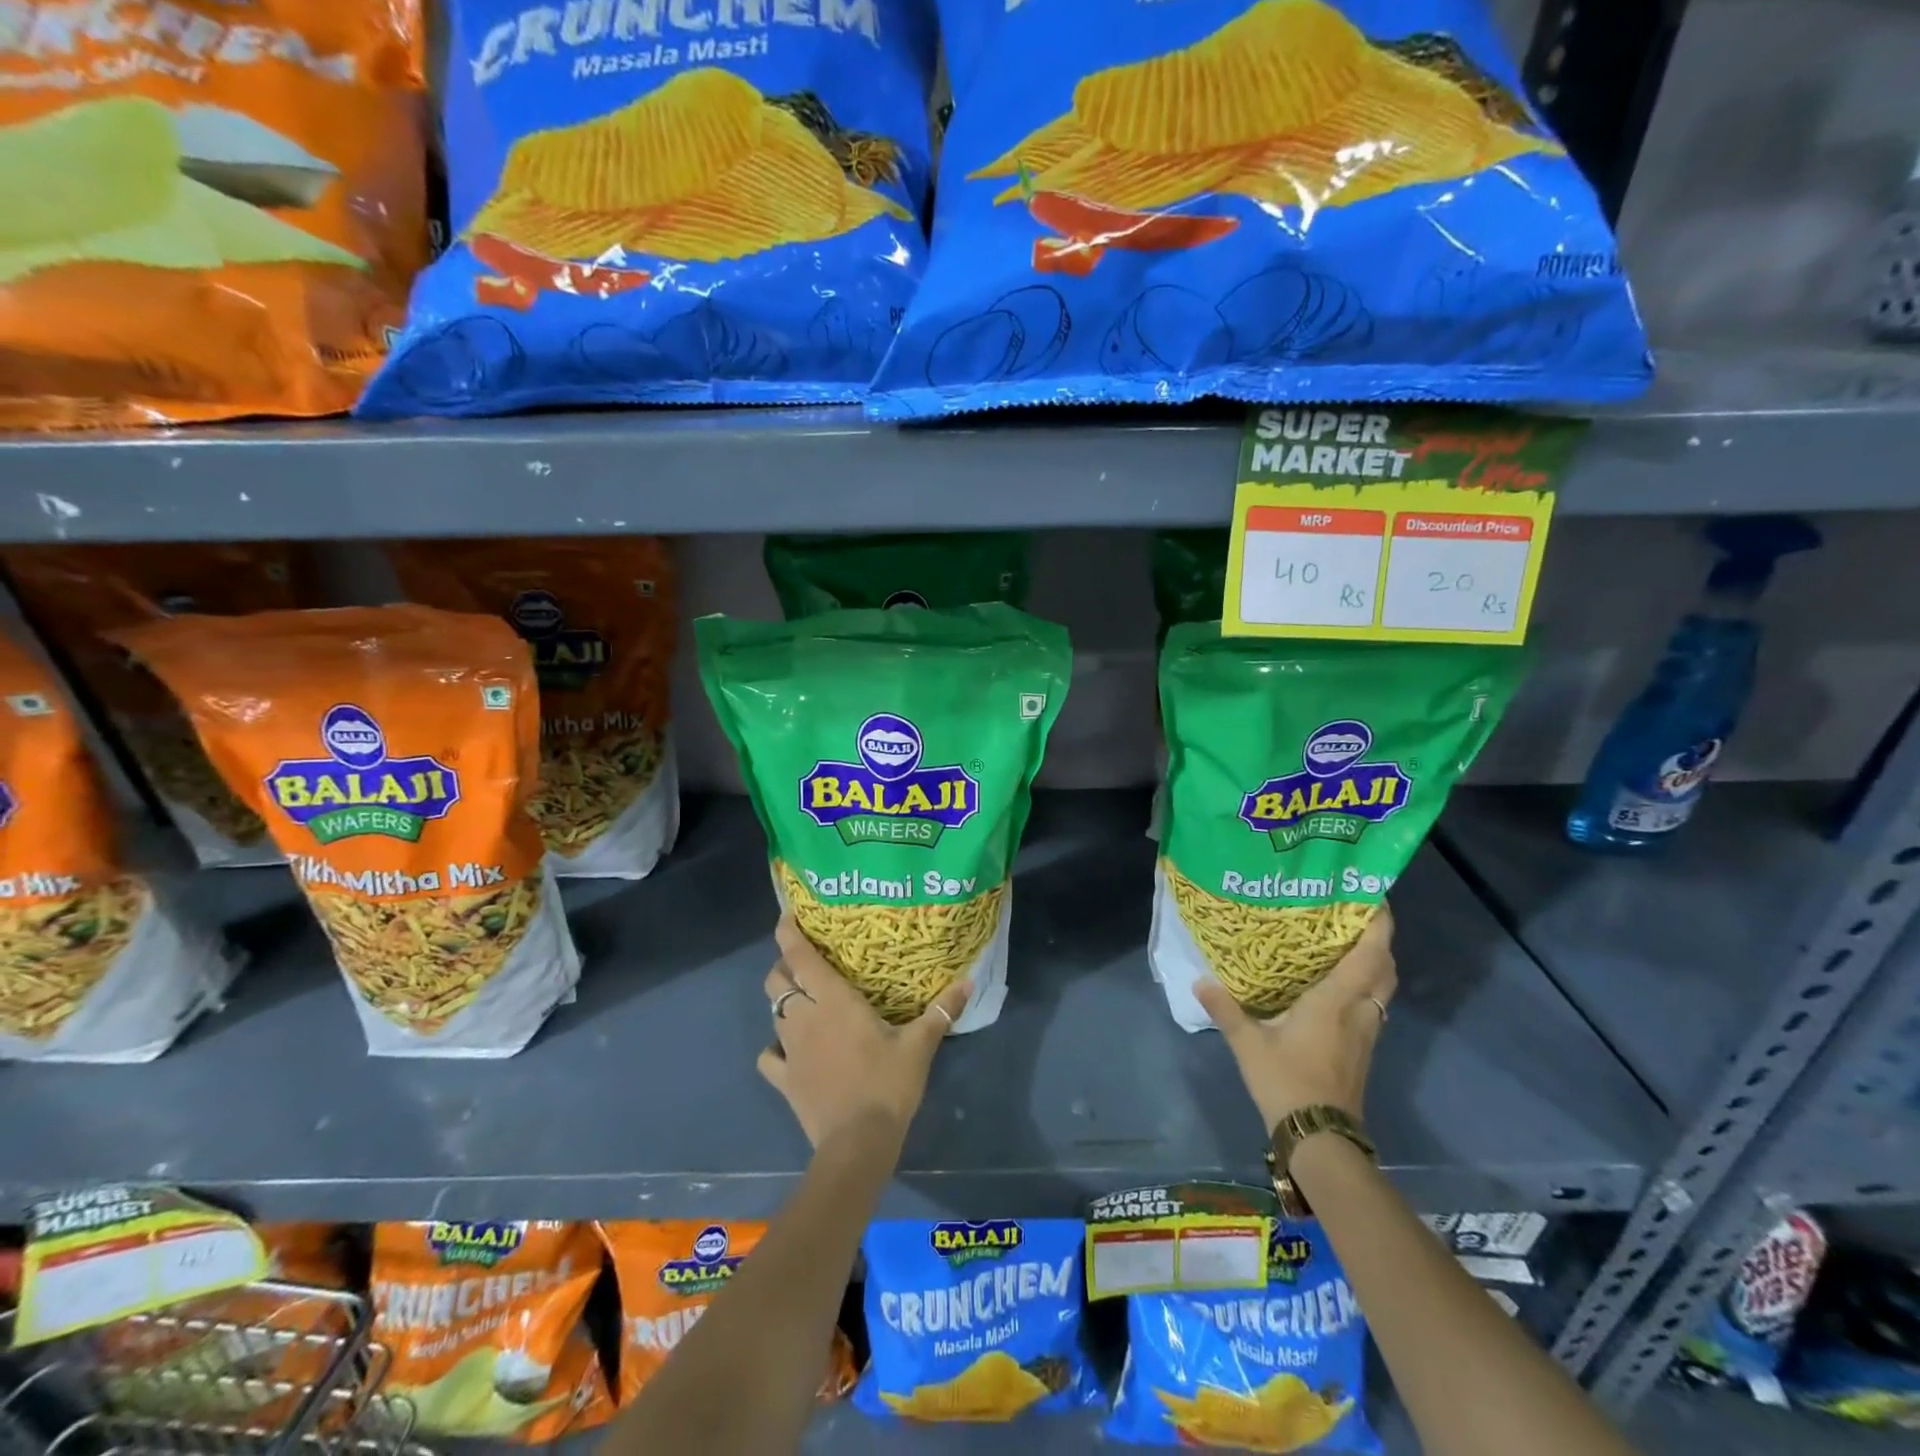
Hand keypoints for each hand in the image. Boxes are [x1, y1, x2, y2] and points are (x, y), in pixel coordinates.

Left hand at [757, 914, 971, 1151]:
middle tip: (804, 963)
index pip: (800, 956)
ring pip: (772, 1012)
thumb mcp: (919, 1045)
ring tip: (802, 1001)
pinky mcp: (783, 1080)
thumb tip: (968, 981)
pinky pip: (768, 1056)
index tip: (787, 917)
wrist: (858, 1143)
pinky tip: (789, 1051)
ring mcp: (789, 1050)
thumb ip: (941, 1010)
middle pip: (777, 980)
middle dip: (783, 966)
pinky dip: (774, 1048)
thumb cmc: (887, 1084)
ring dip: (782, 1001)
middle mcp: (804, 1017)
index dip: (788, 933)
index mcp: (833, 1000)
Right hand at [1195, 903, 1396, 1133]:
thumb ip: (1226, 1009)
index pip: (1369, 955)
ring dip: (1375, 964)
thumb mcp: (1248, 1044)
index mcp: (1336, 1001)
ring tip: (1347, 944)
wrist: (1320, 1138)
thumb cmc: (1287, 1081)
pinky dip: (1365, 986)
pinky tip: (1338, 987)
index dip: (1379, 925)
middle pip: (1385, 970)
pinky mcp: (1363, 1050)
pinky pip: (1372, 1005)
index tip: (1375, 897)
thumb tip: (1200, 980)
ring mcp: (1365, 1033)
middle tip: (1356, 917)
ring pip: (1382, 989)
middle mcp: (1359, 1012)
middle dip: (1379, 941)